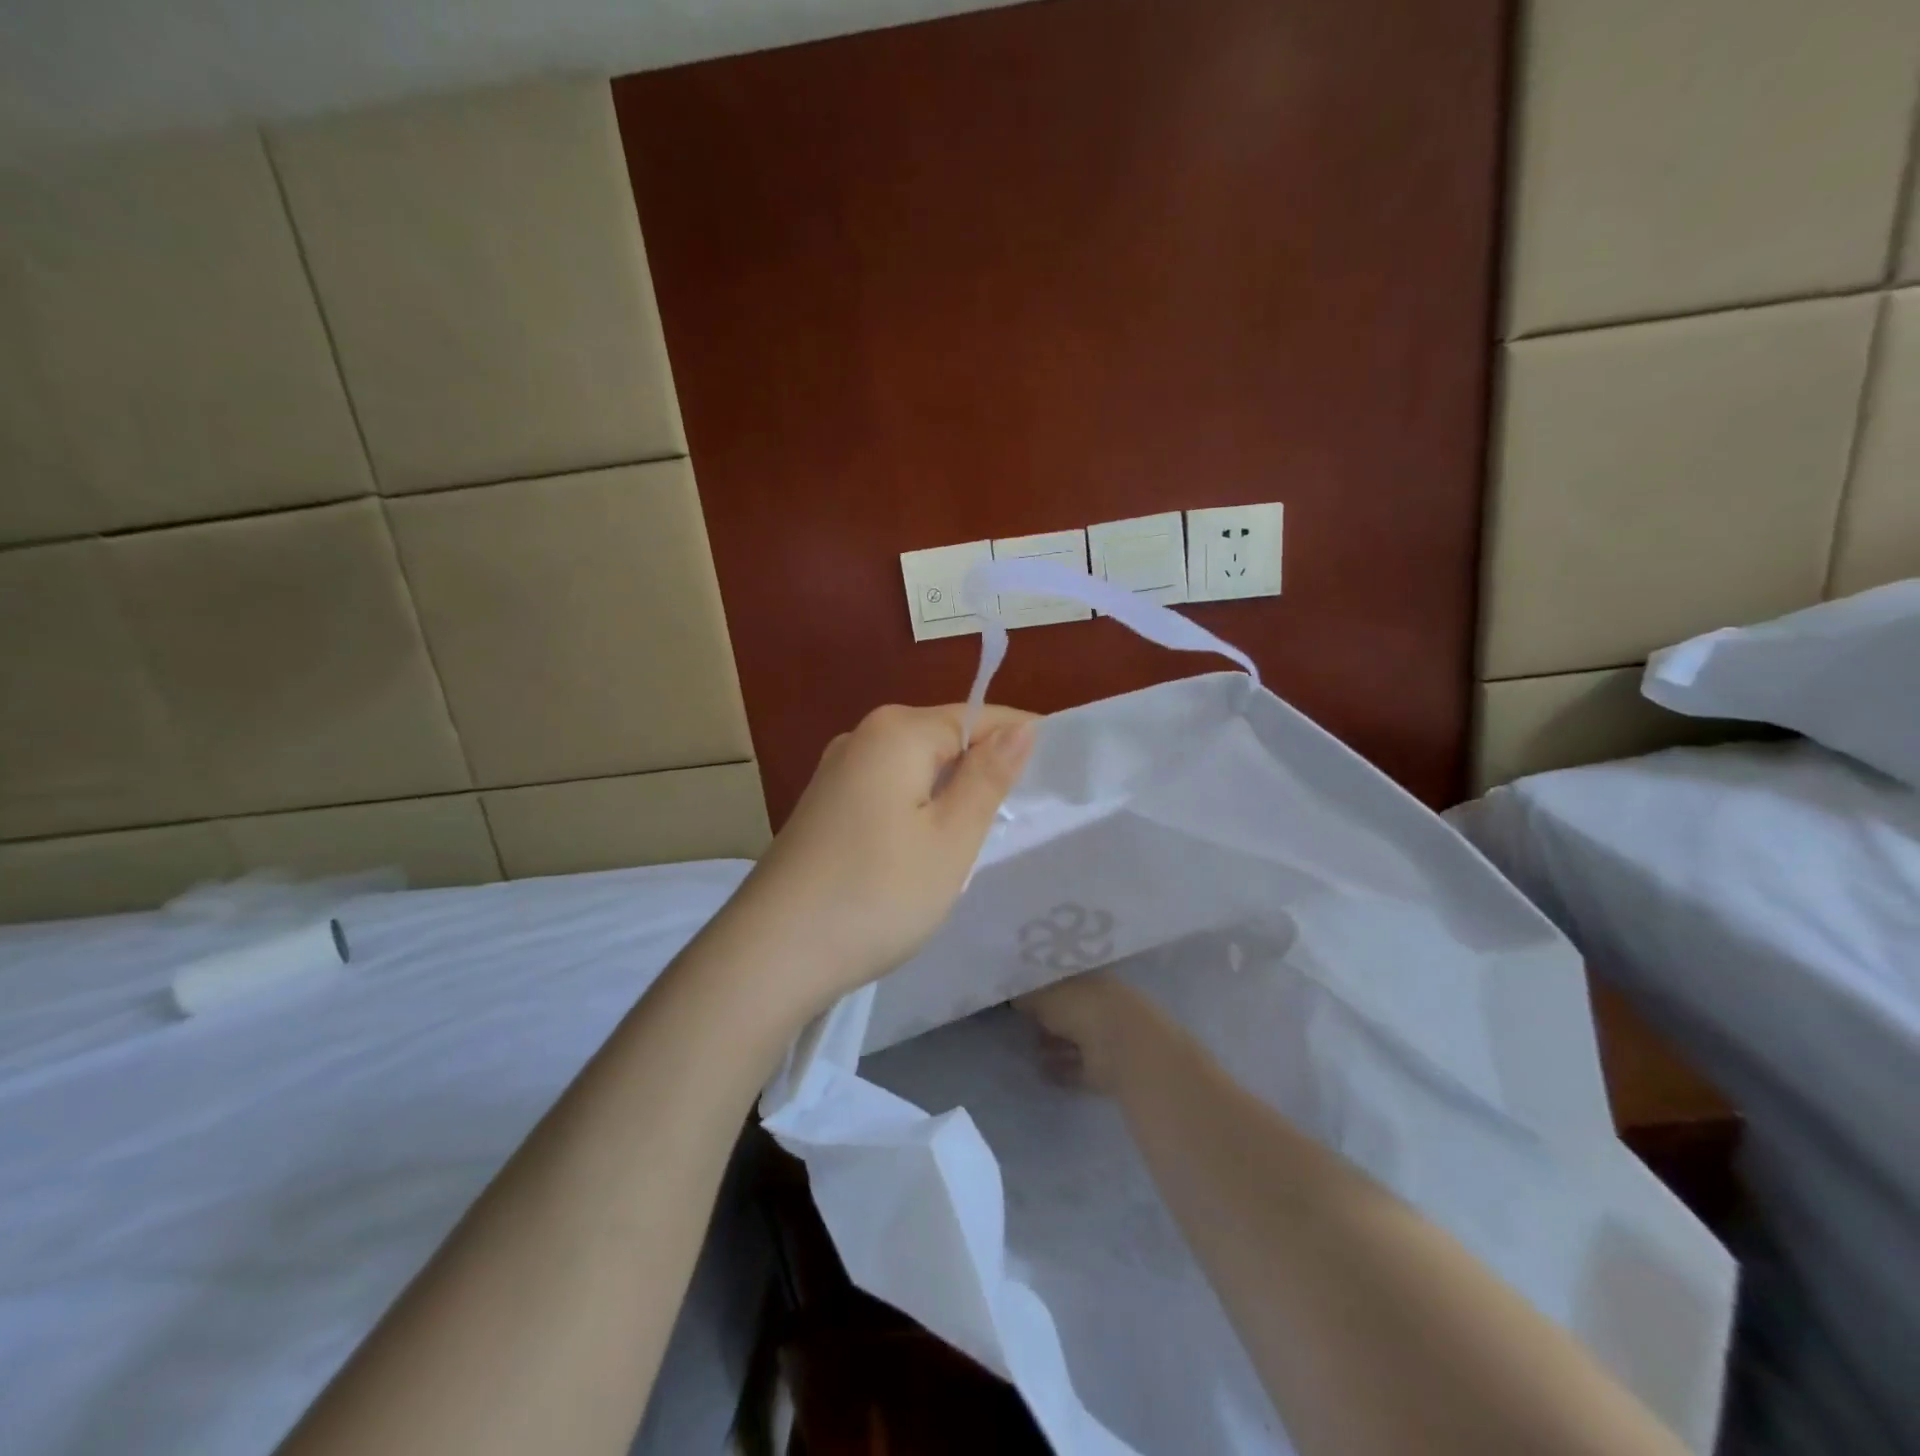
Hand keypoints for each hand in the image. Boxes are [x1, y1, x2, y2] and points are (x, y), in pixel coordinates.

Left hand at [720, 704, 1036, 1022]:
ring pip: (916, 769)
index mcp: (897, 731)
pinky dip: (915, 812)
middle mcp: (862, 737)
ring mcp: (836, 772)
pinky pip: (888, 791)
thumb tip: (1023, 725)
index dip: (1020, 742)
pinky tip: (921, 852)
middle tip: (1014, 823)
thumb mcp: (950, 838)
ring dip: (948, 797)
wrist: (771, 954)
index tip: (1055, 779)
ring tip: (973, 842)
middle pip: (944, 739)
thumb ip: (988, 776)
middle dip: (982, 773)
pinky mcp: (823, 806)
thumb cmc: (877, 894)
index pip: (979, 716)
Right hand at [1018, 972, 1168, 1094]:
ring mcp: (1107, 1038)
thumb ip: (1027, 995)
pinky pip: (1079, 1068)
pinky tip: (1041, 1072)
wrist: (1125, 1050)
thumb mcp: (1045, 994)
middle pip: (1069, 1010)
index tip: (1021, 993)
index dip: (1043, 985)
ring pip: (1075, 1040)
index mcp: (1091, 978)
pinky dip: (1062, 1070)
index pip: (1064, 979)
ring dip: (1054, 1045)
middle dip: (1048, 1017)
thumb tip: (1013, 996)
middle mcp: (1101, 1004)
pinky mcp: (1108, 1069)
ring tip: (1029, 1050)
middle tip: (1022, 1023)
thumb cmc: (1084, 1009)